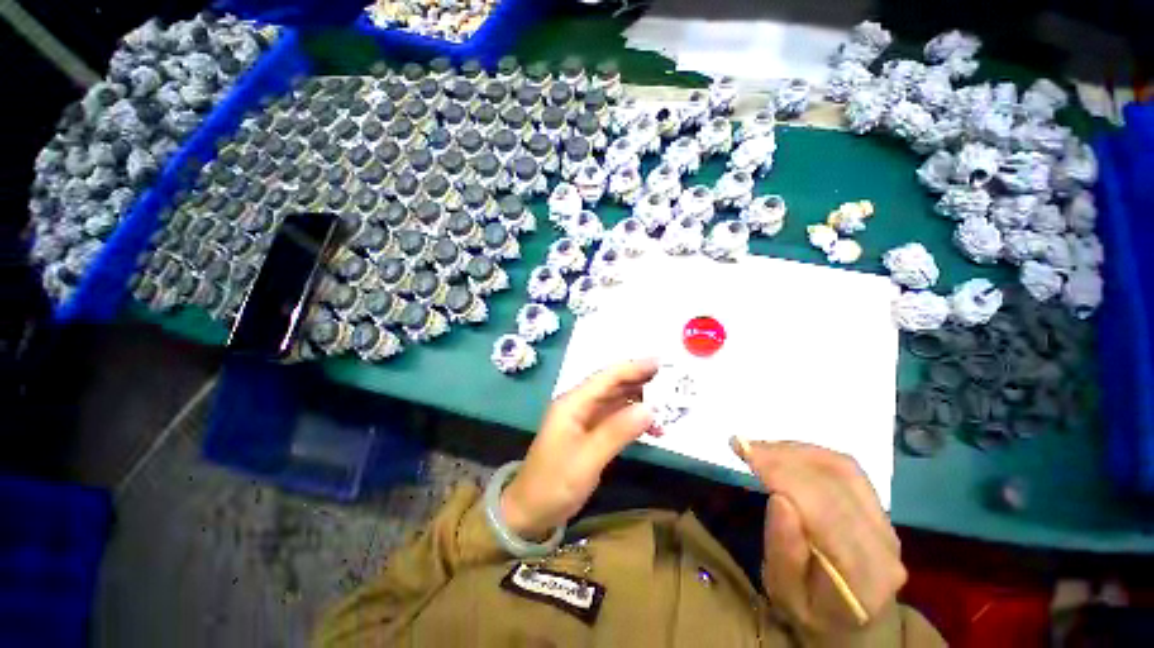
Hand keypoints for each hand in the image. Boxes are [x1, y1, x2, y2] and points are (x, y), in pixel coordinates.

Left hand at [501, 359, 658, 539]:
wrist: (530, 511)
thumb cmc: (554, 484)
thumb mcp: (587, 460)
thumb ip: (617, 432)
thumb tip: (650, 409)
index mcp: (572, 403)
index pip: (606, 378)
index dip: (632, 368)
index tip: (659, 362)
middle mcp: (578, 405)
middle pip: (611, 385)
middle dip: (639, 381)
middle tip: (670, 380)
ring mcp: (583, 418)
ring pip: (615, 401)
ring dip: (639, 400)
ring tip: (667, 403)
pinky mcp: (589, 432)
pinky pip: (614, 418)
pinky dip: (632, 419)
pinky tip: (651, 427)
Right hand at [732, 439, 905, 634]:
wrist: (852, 622)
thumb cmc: (809, 612)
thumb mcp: (784, 593)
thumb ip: (784, 552)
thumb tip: (779, 498)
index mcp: (861, 577)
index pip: (823, 511)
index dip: (782, 474)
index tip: (743, 451)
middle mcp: (883, 545)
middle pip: (833, 484)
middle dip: (782, 457)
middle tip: (743, 445)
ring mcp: (887, 523)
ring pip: (841, 468)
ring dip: (795, 450)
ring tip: (759, 448)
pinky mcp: (880, 508)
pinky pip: (846, 468)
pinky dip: (810, 452)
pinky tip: (785, 453)